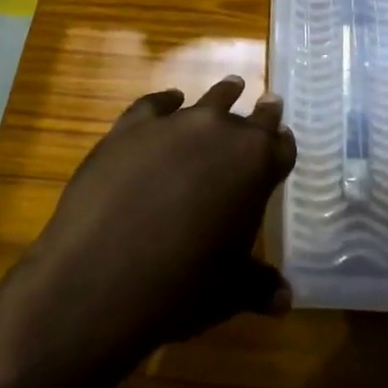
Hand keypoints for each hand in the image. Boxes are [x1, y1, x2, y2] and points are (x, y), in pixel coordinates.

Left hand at [0, 77, 295, 387]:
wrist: (102, 276)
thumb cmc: (182, 286)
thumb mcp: (229, 291)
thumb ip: (259, 285)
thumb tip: (285, 300)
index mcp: (255, 166)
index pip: (280, 146)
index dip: (282, 145)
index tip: (283, 139)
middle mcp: (221, 133)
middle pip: (250, 117)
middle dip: (261, 113)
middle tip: (269, 103)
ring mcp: (174, 124)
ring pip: (208, 100)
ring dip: (222, 95)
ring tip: (230, 87)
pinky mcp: (130, 127)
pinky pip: (155, 104)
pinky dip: (166, 101)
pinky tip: (170, 100)